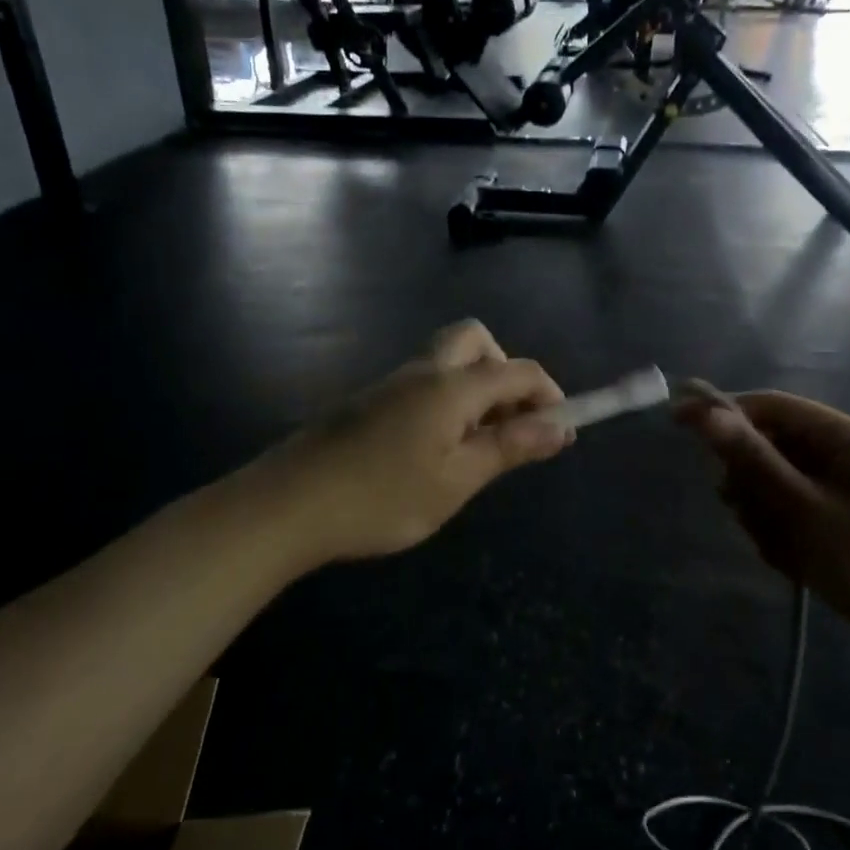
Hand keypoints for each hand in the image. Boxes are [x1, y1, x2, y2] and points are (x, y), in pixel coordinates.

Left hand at [259, 321, 571, 563]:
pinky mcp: (368, 403)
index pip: (518, 371)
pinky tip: (434, 451)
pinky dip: (446, 402)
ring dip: (475, 389)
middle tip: (510, 422)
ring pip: (447, 362)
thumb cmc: (381, 497)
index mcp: (451, 386)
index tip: (563, 433)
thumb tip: (562, 427)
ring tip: (476, 446)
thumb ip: (509, 448)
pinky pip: (422, 384)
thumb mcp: (456, 480)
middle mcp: (423, 371)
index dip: (551, 396)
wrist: (285, 506)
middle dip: (506, 373)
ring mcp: (390, 384)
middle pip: (477, 342)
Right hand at [675, 386, 849, 693]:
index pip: (772, 406)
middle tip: (747, 515)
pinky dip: (789, 536)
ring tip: (783, 552)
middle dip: (752, 482)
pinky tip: (797, 566)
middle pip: (774, 448)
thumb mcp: (803, 510)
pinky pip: (800, 515)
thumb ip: (753, 460)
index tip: (678, 425)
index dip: (723, 413)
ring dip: (768, 516)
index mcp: (848, 437)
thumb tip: (708, 413)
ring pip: (782, 486)